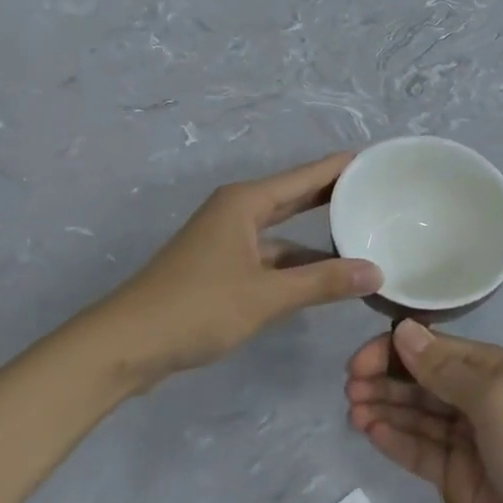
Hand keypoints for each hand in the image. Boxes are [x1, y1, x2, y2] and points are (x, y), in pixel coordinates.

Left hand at [108, 154, 381, 386]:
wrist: (127, 344)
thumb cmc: (197, 308)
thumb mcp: (266, 296)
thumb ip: (322, 282)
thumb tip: (375, 272)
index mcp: (244, 203)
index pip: (304, 176)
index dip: (339, 167)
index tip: (375, 159)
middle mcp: (236, 212)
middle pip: (293, 197)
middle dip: (331, 195)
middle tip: (375, 191)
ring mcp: (226, 241)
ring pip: (281, 232)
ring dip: (315, 237)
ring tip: (360, 236)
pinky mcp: (220, 268)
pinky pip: (269, 256)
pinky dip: (295, 264)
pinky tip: (322, 276)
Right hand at [346, 321, 502, 502]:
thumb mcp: (496, 401)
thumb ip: (445, 369)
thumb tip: (403, 330)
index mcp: (494, 370)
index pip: (433, 349)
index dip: (394, 351)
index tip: (358, 363)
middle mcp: (480, 399)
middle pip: (422, 382)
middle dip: (385, 380)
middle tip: (349, 389)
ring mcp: (470, 442)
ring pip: (418, 417)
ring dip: (386, 410)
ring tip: (353, 411)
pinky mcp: (461, 481)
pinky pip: (422, 452)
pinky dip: (397, 441)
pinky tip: (371, 433)